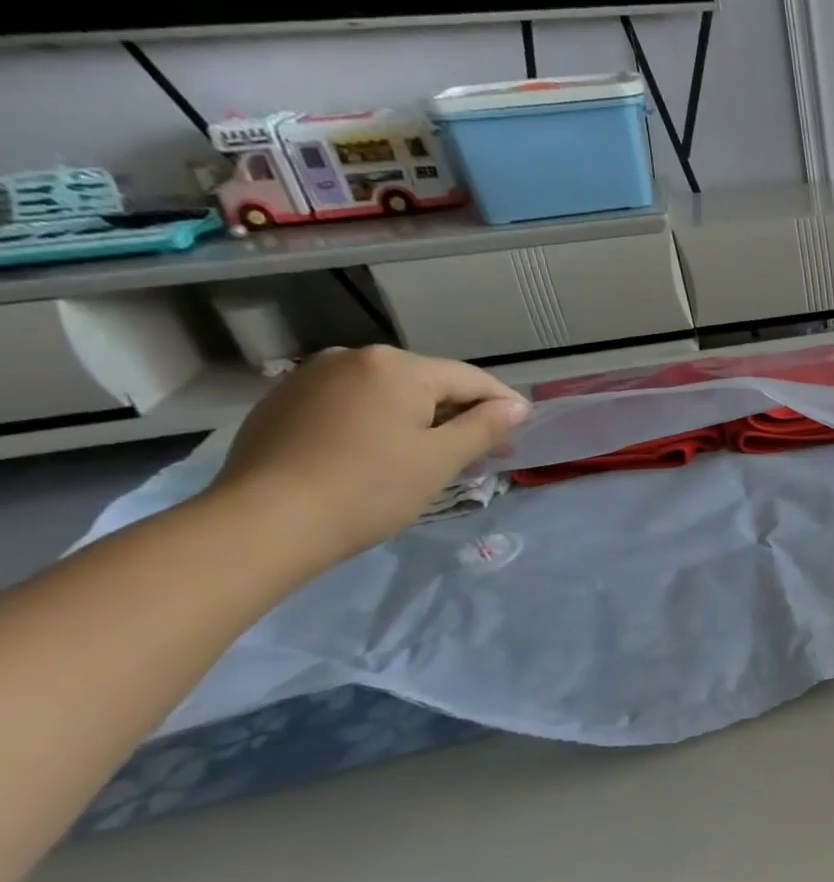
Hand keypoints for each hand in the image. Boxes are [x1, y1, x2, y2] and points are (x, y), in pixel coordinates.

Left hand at [210, 346, 528, 563]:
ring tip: (434, 460)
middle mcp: (351, 358)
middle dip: (459, 417)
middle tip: (482, 456)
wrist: (264, 523)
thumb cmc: (370, 488)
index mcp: (396, 366)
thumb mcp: (442, 459)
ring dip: (419, 422)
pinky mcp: (282, 404)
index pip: (470, 379)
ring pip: (388, 395)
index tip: (521, 433)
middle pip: (427, 384)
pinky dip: (378, 426)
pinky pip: (351, 407)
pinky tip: (382, 458)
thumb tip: (516, 407)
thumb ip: (485, 427)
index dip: (503, 405)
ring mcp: (310, 378)